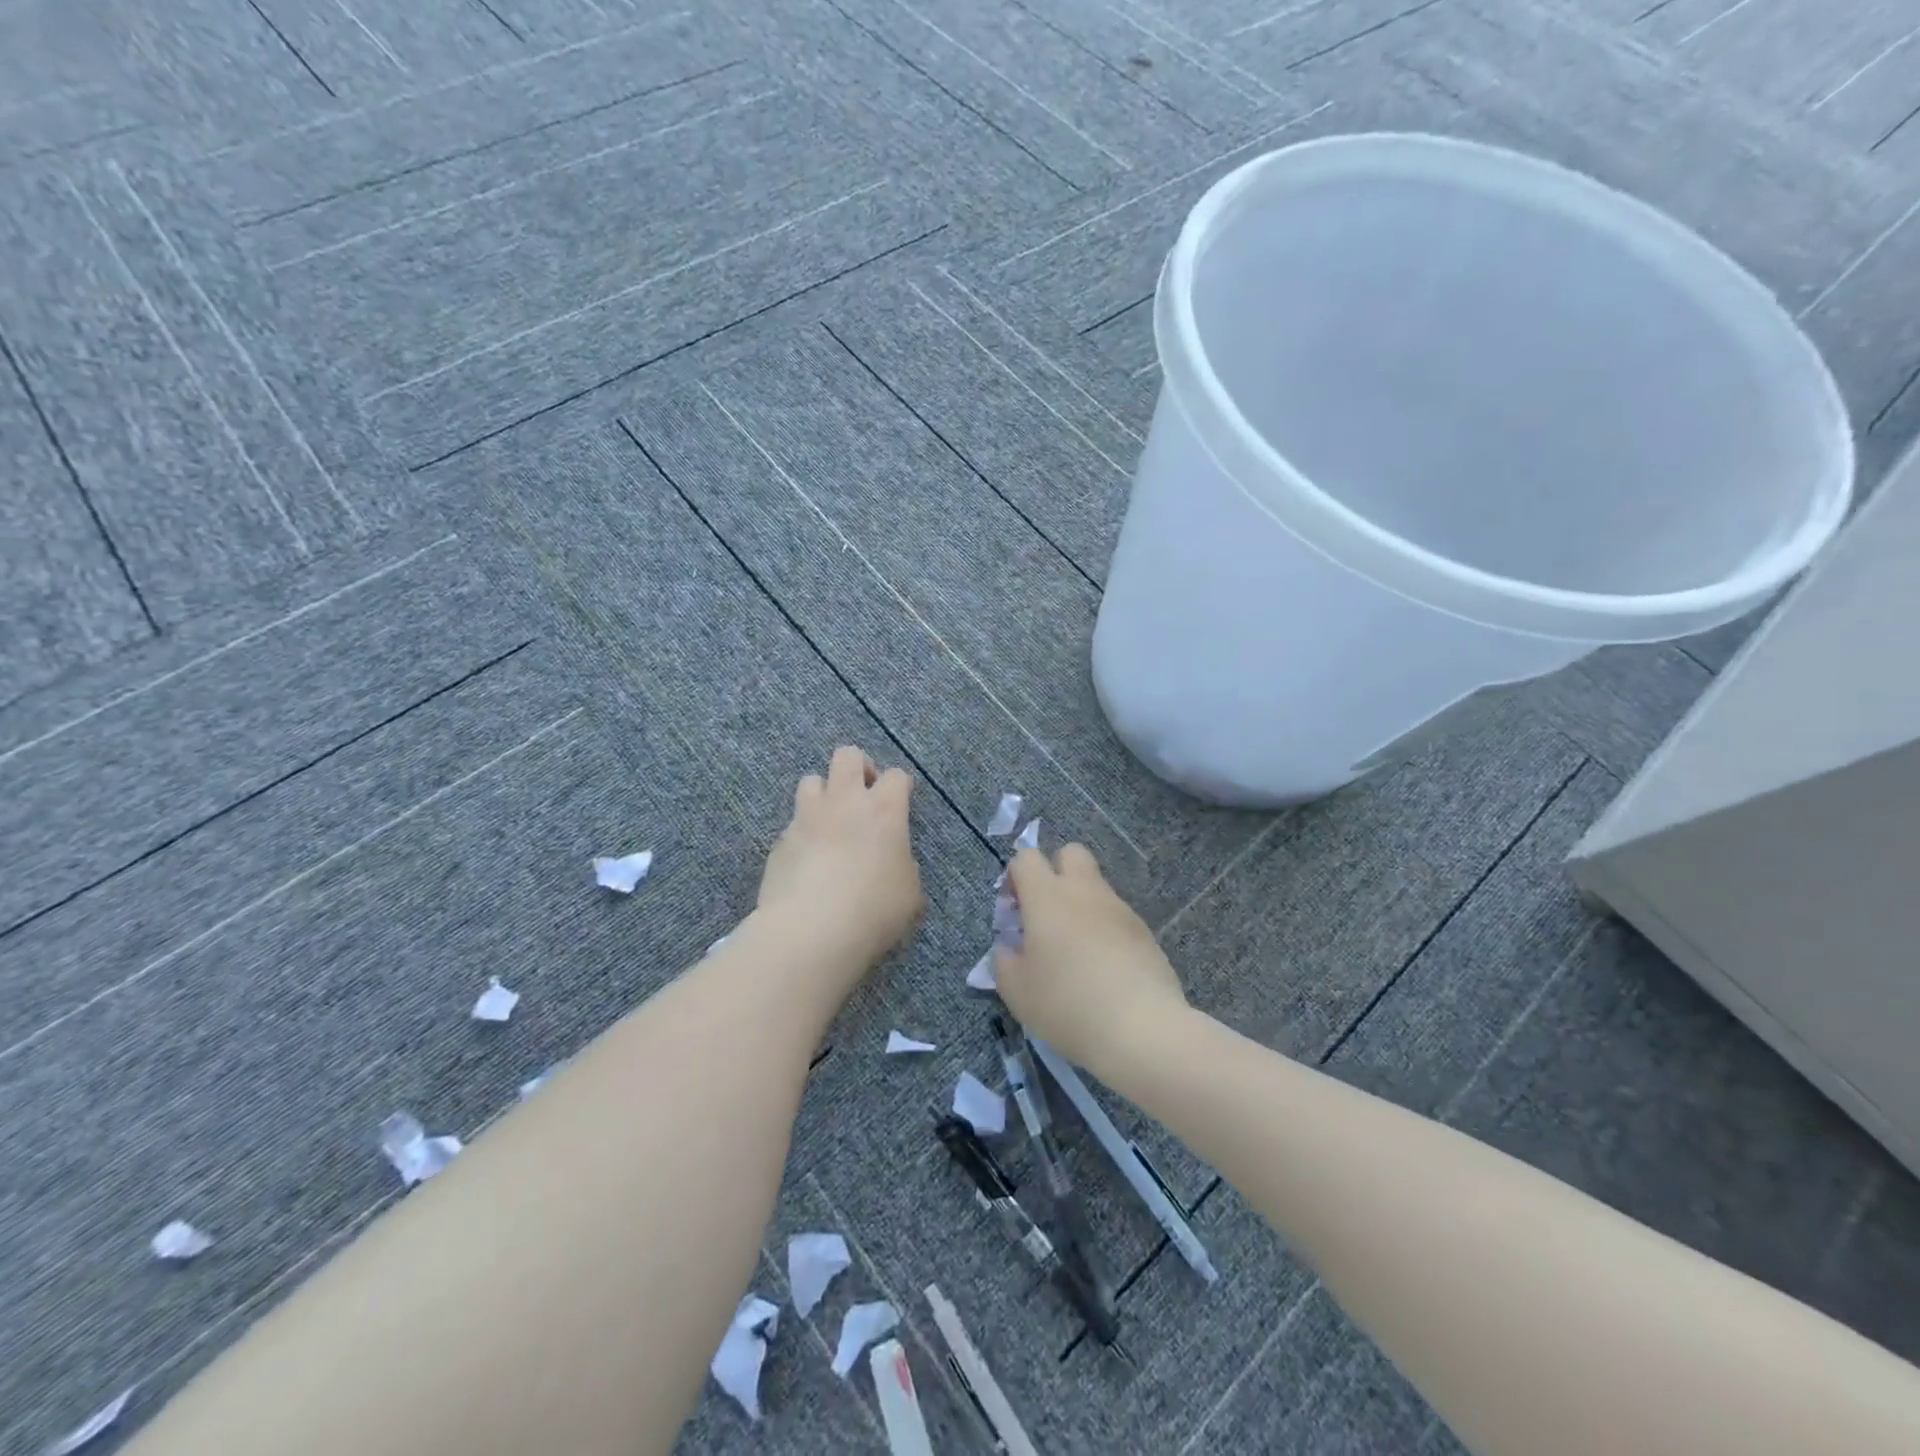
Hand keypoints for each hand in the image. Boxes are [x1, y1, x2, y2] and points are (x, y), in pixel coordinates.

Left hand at [756, 747, 923, 980]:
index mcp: (884, 811)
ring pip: (811, 780)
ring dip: (822, 795)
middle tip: (862, 796)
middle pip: (847, 756)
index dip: (899, 787)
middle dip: (857, 768)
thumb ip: (903, 868)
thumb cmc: (873, 910)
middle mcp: (844, 802)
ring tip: (829, 823)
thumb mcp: (909, 894)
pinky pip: (793, 824)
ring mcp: (807, 818)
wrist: (811, 931)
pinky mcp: (780, 841)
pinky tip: (806, 863)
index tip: (898, 805)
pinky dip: (802, 835)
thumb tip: (894, 865)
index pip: (896, 775)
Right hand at [993, 844, 1187, 1072]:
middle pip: (1070, 853)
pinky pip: (1116, 917)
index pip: (1026, 858)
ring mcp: (1119, 908)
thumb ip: (1004, 958)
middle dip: (1055, 872)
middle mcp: (1084, 891)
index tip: (1014, 913)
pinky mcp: (1144, 931)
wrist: (1140, 1028)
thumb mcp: (1015, 990)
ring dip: (1081, 905)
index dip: (1015, 878)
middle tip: (1047, 915)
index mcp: (1047, 896)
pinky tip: (1104, 970)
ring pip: (1095, 887)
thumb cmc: (1066, 1003)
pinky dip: (1105, 931)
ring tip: (1076, 954)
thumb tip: (1011, 945)